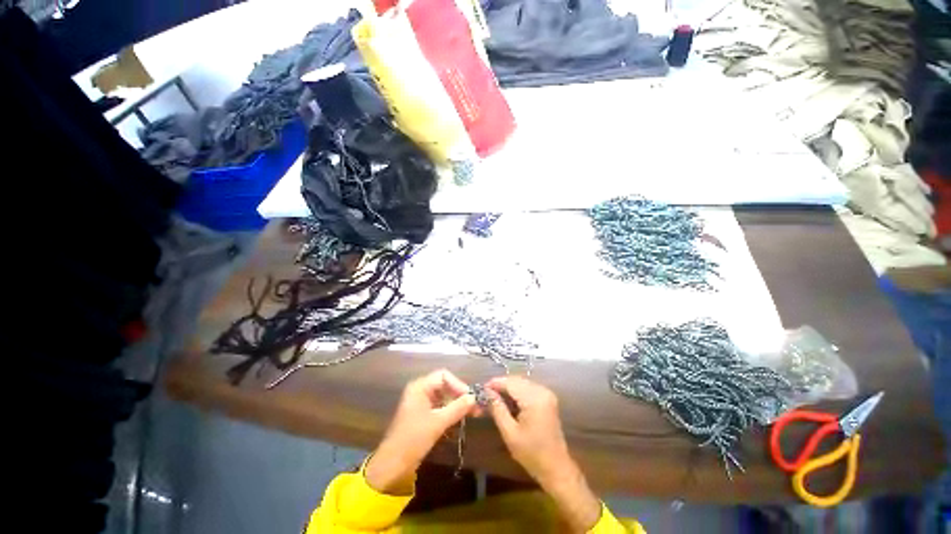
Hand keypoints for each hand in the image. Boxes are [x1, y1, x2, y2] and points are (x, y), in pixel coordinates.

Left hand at [366, 370, 476, 493]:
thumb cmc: (413, 439)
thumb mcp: (438, 423)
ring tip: (473, 413)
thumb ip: (457, 408)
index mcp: (420, 386)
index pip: (444, 376)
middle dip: (460, 395)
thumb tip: (474, 397)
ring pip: (444, 396)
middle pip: (445, 385)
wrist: (392, 464)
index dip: (458, 384)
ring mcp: (421, 402)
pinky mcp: (423, 414)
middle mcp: (420, 390)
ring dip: (457, 404)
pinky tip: (461, 418)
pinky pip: (440, 406)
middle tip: (476, 407)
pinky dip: (451, 411)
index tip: (471, 398)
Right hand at [487, 376, 600, 532]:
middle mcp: (542, 391)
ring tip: (494, 396)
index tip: (481, 388)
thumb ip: (497, 409)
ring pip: (522, 382)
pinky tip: (508, 399)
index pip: (510, 383)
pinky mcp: (548, 398)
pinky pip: (528, 388)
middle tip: (486, 393)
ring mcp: (547, 393)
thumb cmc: (531, 454)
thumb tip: (487, 392)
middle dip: (501, 385)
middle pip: (517, 380)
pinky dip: (517, 391)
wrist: (556, 467)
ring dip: (508, 387)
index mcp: (534, 399)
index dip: (495, 383)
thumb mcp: (510, 433)